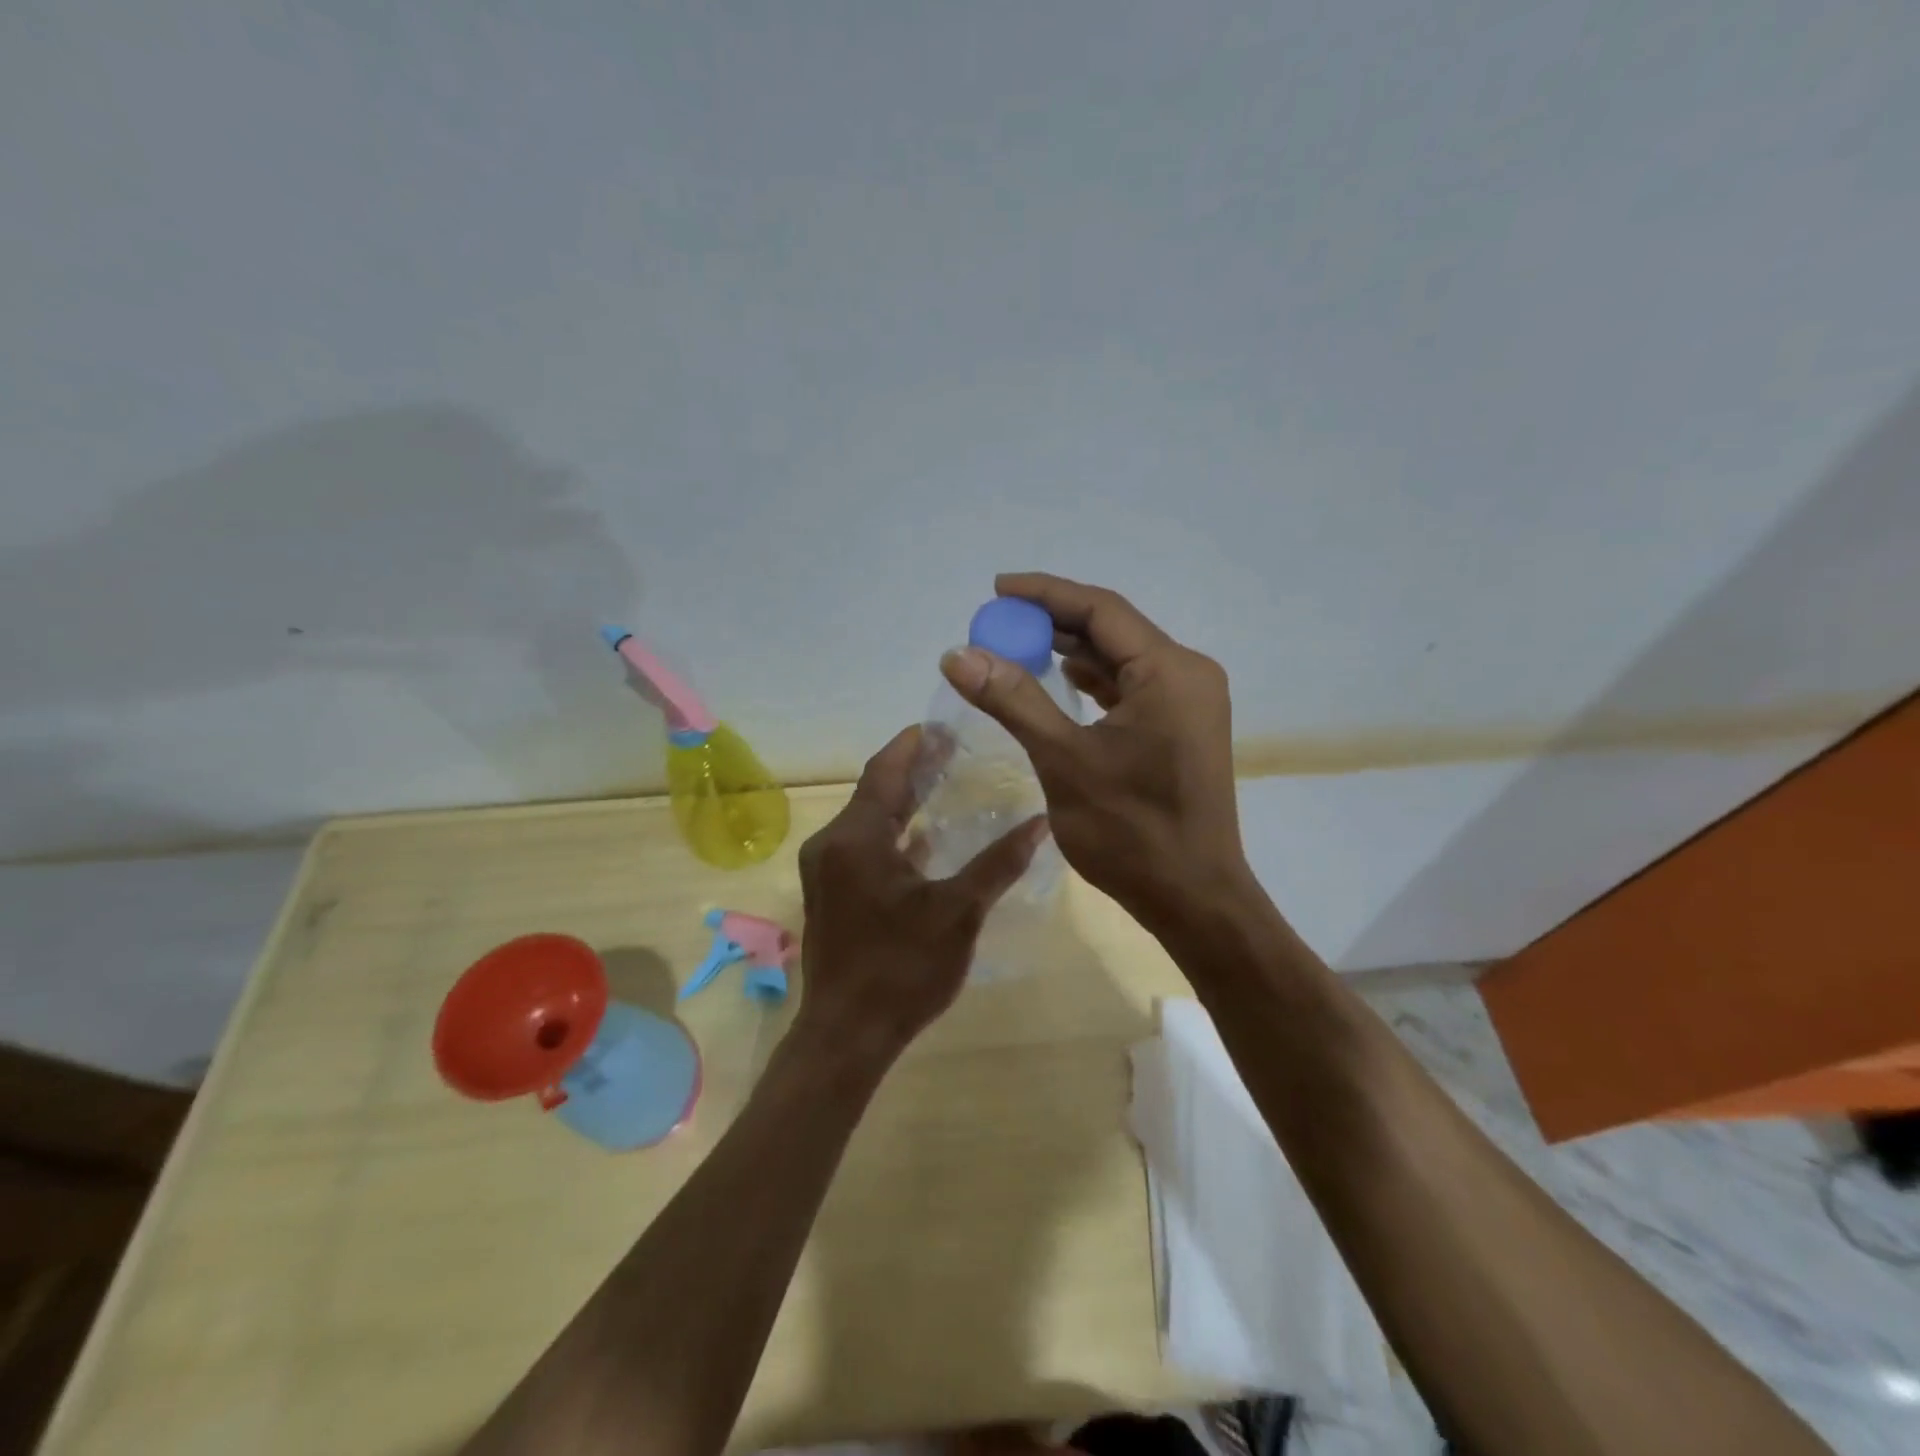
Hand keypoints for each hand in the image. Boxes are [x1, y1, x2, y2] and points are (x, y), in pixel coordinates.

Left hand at [794, 725, 1048, 1066]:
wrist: (846, 1035)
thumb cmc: (901, 969)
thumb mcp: (958, 912)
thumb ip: (998, 863)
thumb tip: (1041, 822)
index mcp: (856, 837)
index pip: (884, 770)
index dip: (912, 744)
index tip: (942, 724)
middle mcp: (832, 844)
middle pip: (874, 791)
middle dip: (911, 769)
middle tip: (953, 751)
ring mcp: (825, 871)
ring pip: (867, 820)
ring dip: (902, 802)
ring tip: (943, 785)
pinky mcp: (829, 895)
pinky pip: (862, 847)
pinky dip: (892, 835)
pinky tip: (923, 841)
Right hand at [938, 572, 1248, 934]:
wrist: (1193, 899)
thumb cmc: (1131, 832)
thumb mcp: (1064, 760)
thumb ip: (1013, 700)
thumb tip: (958, 654)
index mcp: (1170, 671)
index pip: (1101, 609)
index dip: (1045, 593)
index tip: (996, 589)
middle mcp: (1187, 674)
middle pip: (1112, 629)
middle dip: (1053, 623)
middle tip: (997, 623)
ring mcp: (1188, 703)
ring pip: (1121, 659)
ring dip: (1070, 651)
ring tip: (1017, 646)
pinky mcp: (1180, 728)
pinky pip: (1130, 687)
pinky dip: (1092, 681)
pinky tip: (1059, 679)